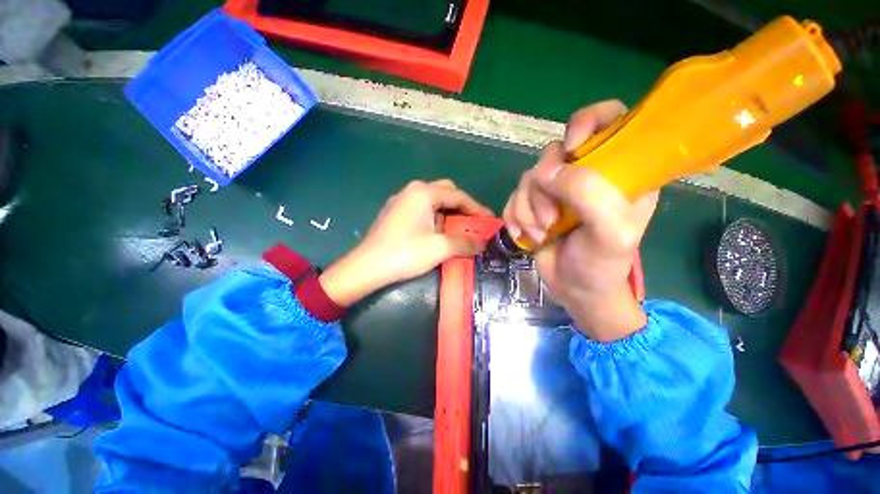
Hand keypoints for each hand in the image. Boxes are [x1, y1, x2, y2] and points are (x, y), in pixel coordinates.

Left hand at [320, 180, 492, 305]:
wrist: (366, 267)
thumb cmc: (404, 253)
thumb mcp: (440, 248)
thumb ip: (465, 243)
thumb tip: (483, 244)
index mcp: (423, 192)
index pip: (458, 196)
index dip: (477, 208)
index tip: (490, 220)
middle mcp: (412, 191)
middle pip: (445, 193)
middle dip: (462, 207)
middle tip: (473, 222)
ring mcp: (401, 201)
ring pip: (433, 202)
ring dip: (448, 213)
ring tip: (459, 230)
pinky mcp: (395, 214)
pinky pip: (422, 210)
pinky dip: (435, 218)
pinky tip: (438, 233)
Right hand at [502, 100, 658, 340]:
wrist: (575, 289)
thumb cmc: (602, 264)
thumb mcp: (611, 233)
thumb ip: (590, 195)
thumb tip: (549, 173)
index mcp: (619, 170)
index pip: (608, 118)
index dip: (587, 122)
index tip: (571, 150)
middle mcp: (586, 174)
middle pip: (554, 153)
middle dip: (545, 189)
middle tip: (552, 219)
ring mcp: (556, 190)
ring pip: (529, 179)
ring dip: (528, 210)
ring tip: (541, 233)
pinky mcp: (533, 204)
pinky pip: (513, 197)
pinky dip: (515, 218)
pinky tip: (525, 236)